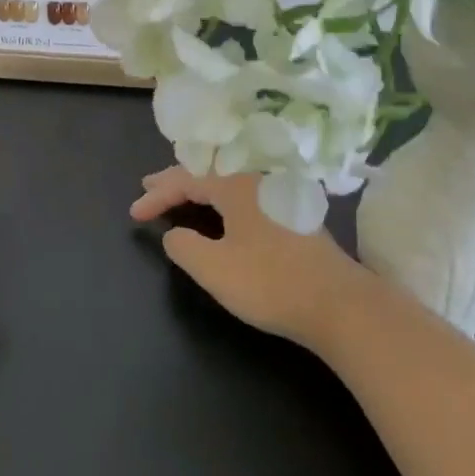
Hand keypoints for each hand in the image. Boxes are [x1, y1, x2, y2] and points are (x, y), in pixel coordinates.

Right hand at [131, 167, 367, 347]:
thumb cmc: (271, 282)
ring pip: (230, 180)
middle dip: (176, 179)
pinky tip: (222, 208)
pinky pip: (246, 192)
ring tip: (180, 193)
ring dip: (201, 186)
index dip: (157, 195)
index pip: (186, 180)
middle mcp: (258, 179)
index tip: (134, 214)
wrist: (340, 305)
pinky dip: (223, 196)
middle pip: (209, 170)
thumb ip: (184, 247)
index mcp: (236, 184)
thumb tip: (175, 235)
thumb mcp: (213, 268)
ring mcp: (281, 194)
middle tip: (149, 186)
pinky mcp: (295, 213)